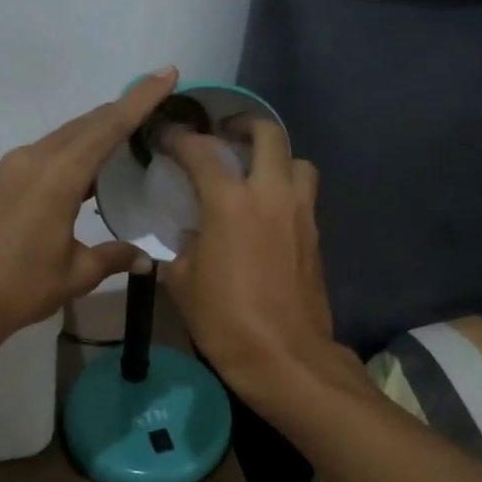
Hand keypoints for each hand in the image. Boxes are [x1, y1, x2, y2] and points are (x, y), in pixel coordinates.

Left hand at [0, 70, 174, 344]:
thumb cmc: (20, 287)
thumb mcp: (75, 274)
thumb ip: (113, 257)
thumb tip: (145, 258)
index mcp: (58, 176)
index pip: (109, 126)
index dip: (140, 99)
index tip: (166, 73)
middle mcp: (34, 159)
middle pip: (85, 124)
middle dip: (121, 111)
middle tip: (154, 106)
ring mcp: (11, 168)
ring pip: (63, 137)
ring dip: (94, 132)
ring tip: (126, 138)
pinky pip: (44, 153)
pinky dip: (71, 152)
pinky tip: (85, 171)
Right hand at [160, 118, 342, 401]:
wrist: (285, 356)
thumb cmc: (225, 320)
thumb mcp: (182, 283)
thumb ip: (183, 248)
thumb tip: (191, 237)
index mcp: (230, 202)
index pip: (201, 151)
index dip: (179, 138)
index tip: (166, 136)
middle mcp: (270, 194)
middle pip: (268, 134)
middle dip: (243, 125)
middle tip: (223, 135)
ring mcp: (300, 212)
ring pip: (297, 160)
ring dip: (275, 156)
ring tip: (254, 171)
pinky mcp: (315, 235)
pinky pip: (304, 193)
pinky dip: (286, 188)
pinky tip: (267, 210)